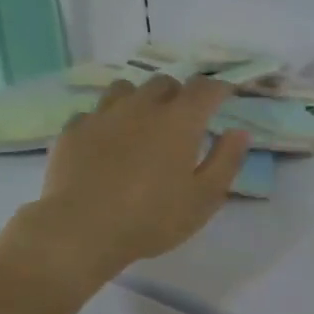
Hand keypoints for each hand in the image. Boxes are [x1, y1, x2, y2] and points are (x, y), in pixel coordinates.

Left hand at [23, 75, 248, 283]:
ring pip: (126, 89)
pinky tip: (107, 144)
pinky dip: (108, 122)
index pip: (204, 88)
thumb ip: (225, 162)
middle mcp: (141, 106)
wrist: (83, 230)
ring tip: (143, 125)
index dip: (218, 89)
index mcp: (179, 121)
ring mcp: (103, 114)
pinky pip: (95, 113)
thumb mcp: (203, 199)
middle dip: (179, 96)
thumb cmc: (152, 219)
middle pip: (165, 84)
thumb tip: (239, 132)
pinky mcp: (74, 129)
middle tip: (184, 121)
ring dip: (141, 100)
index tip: (225, 98)